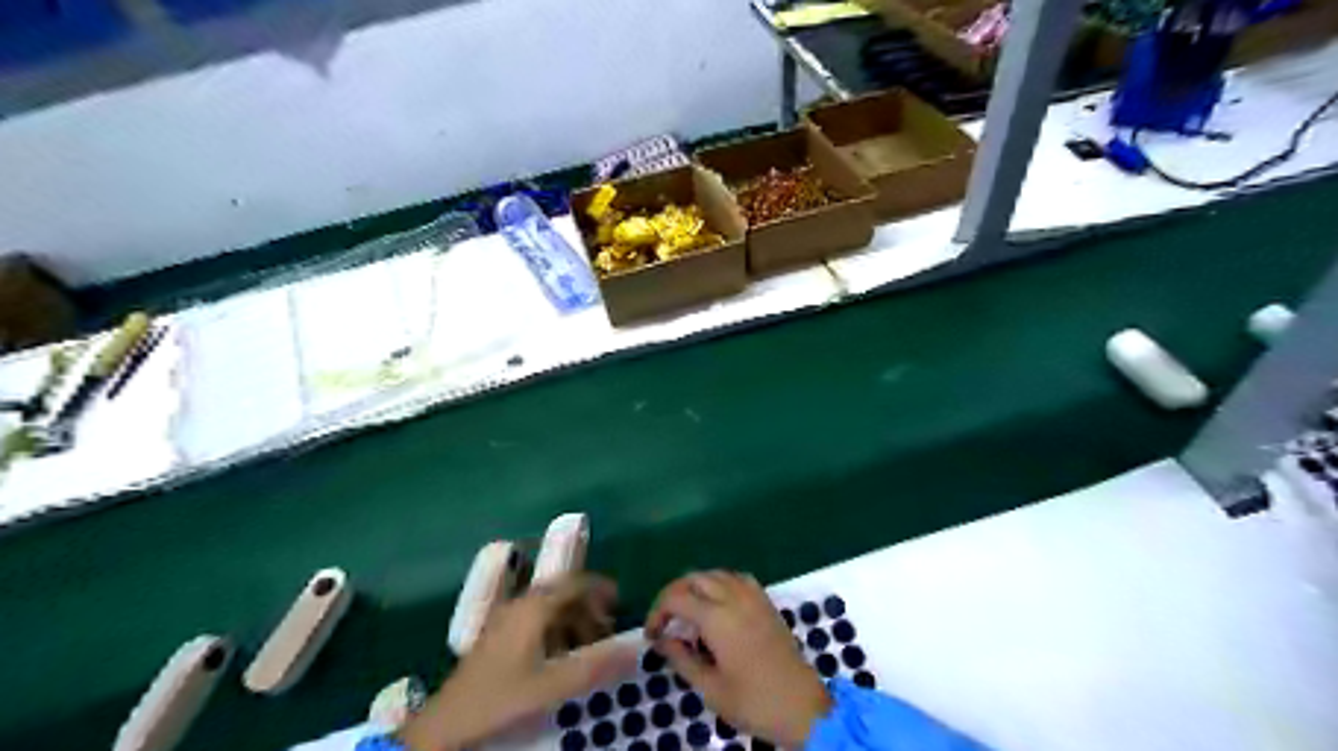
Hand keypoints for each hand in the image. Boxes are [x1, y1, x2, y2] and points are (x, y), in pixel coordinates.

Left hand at [400, 574, 638, 750]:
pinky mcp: (498, 638)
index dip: (600, 588)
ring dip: (573, 622)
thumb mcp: (550, 686)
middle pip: (562, 594)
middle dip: (588, 608)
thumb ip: (594, 668)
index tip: (621, 602)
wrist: (445, 726)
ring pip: (549, 609)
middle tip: (608, 631)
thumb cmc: (499, 699)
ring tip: (588, 648)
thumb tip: (634, 651)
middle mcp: (519, 605)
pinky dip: (556, 632)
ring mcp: (506, 620)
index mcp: (533, 607)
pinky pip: (536, 622)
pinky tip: (560, 658)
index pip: (574, 583)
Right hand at [645, 571, 825, 748]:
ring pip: (715, 574)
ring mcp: (753, 596)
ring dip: (696, 586)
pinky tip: (717, 605)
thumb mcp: (710, 688)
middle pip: (694, 578)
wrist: (803, 707)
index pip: (676, 598)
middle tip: (665, 621)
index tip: (652, 635)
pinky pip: (737, 578)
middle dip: (674, 594)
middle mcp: (734, 597)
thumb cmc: (753, 702)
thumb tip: (662, 640)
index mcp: (717, 617)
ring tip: (688, 614)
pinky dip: (720, 584)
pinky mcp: (766, 602)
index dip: (657, 612)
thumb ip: (681, 659)